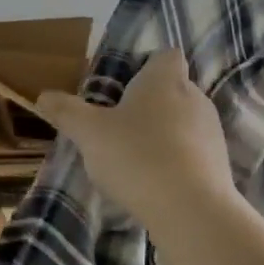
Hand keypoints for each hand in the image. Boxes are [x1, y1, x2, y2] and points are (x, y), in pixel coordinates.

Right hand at [36, 49, 233, 233]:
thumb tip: (44, 95)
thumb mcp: (89, 133)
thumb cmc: (136, 156)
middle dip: (149, 103)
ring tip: (134, 157)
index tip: (123, 86)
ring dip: (163, 133)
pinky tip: (154, 181)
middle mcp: (195, 97)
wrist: (190, 209)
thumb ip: (66, 111)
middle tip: (118, 125)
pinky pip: (193, 151)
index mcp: (164, 80)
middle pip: (173, 89)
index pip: (166, 55)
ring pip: (184, 121)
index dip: (146, 65)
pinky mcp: (219, 163)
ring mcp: (212, 131)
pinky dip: (176, 159)